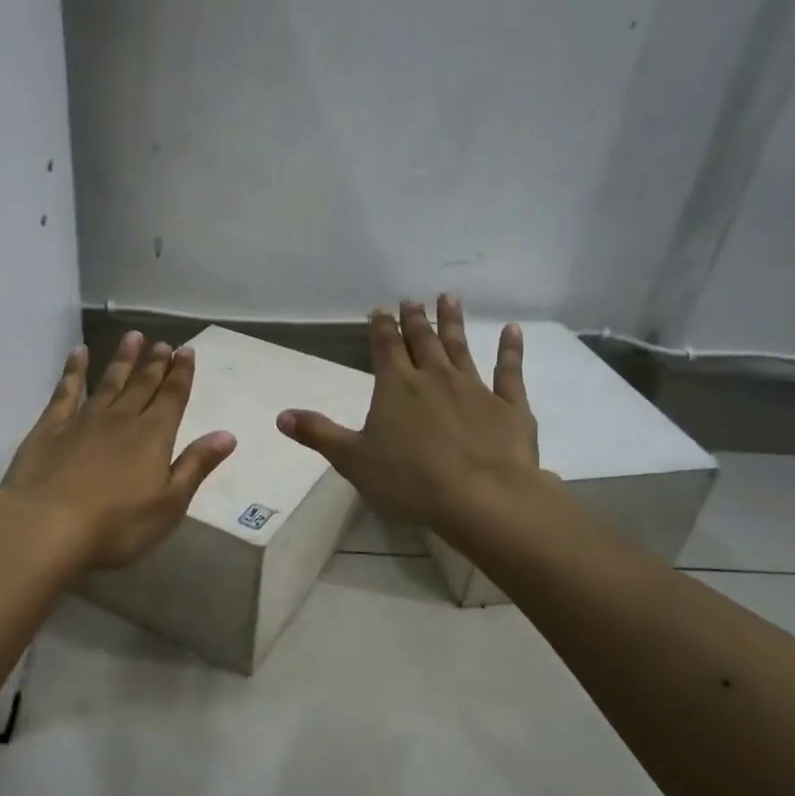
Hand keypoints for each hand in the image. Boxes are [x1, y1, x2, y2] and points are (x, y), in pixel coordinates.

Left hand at [0, 331, 237, 568]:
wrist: (47, 526)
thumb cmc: (117, 524)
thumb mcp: (170, 503)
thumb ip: (196, 465)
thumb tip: (227, 434)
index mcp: (154, 437)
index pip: (173, 398)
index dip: (182, 374)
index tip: (187, 351)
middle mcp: (122, 419)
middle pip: (143, 385)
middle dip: (155, 364)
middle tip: (164, 343)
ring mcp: (84, 419)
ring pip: (109, 381)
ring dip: (123, 359)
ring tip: (133, 337)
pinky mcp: (50, 427)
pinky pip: (65, 390)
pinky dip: (74, 370)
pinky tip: (79, 353)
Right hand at [277, 295, 539, 537]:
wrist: (480, 497)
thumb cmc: (409, 480)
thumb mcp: (353, 460)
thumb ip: (319, 434)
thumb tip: (281, 415)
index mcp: (396, 387)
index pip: (385, 348)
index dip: (381, 327)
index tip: (381, 310)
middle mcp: (435, 378)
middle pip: (423, 341)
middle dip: (416, 320)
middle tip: (414, 299)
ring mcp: (475, 388)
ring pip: (461, 348)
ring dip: (454, 323)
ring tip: (450, 299)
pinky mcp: (508, 406)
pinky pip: (509, 371)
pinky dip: (511, 349)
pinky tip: (513, 330)